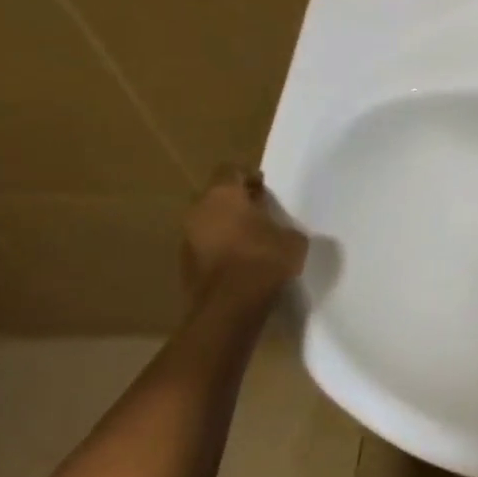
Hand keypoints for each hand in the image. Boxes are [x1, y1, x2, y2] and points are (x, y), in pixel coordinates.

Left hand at [181, 164, 307, 300]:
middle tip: (260, 214)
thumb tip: (281, 232)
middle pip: (216, 196)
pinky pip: (205, 247)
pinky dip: (220, 249)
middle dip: (235, 202)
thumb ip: (284, 227)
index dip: (249, 177)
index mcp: (224, 195)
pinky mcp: (184, 264)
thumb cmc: (264, 260)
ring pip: (208, 222)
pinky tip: (241, 263)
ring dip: (226, 227)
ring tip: (252, 241)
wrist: (229, 306)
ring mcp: (187, 238)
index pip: (231, 170)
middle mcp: (199, 210)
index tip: (265, 190)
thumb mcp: (293, 240)